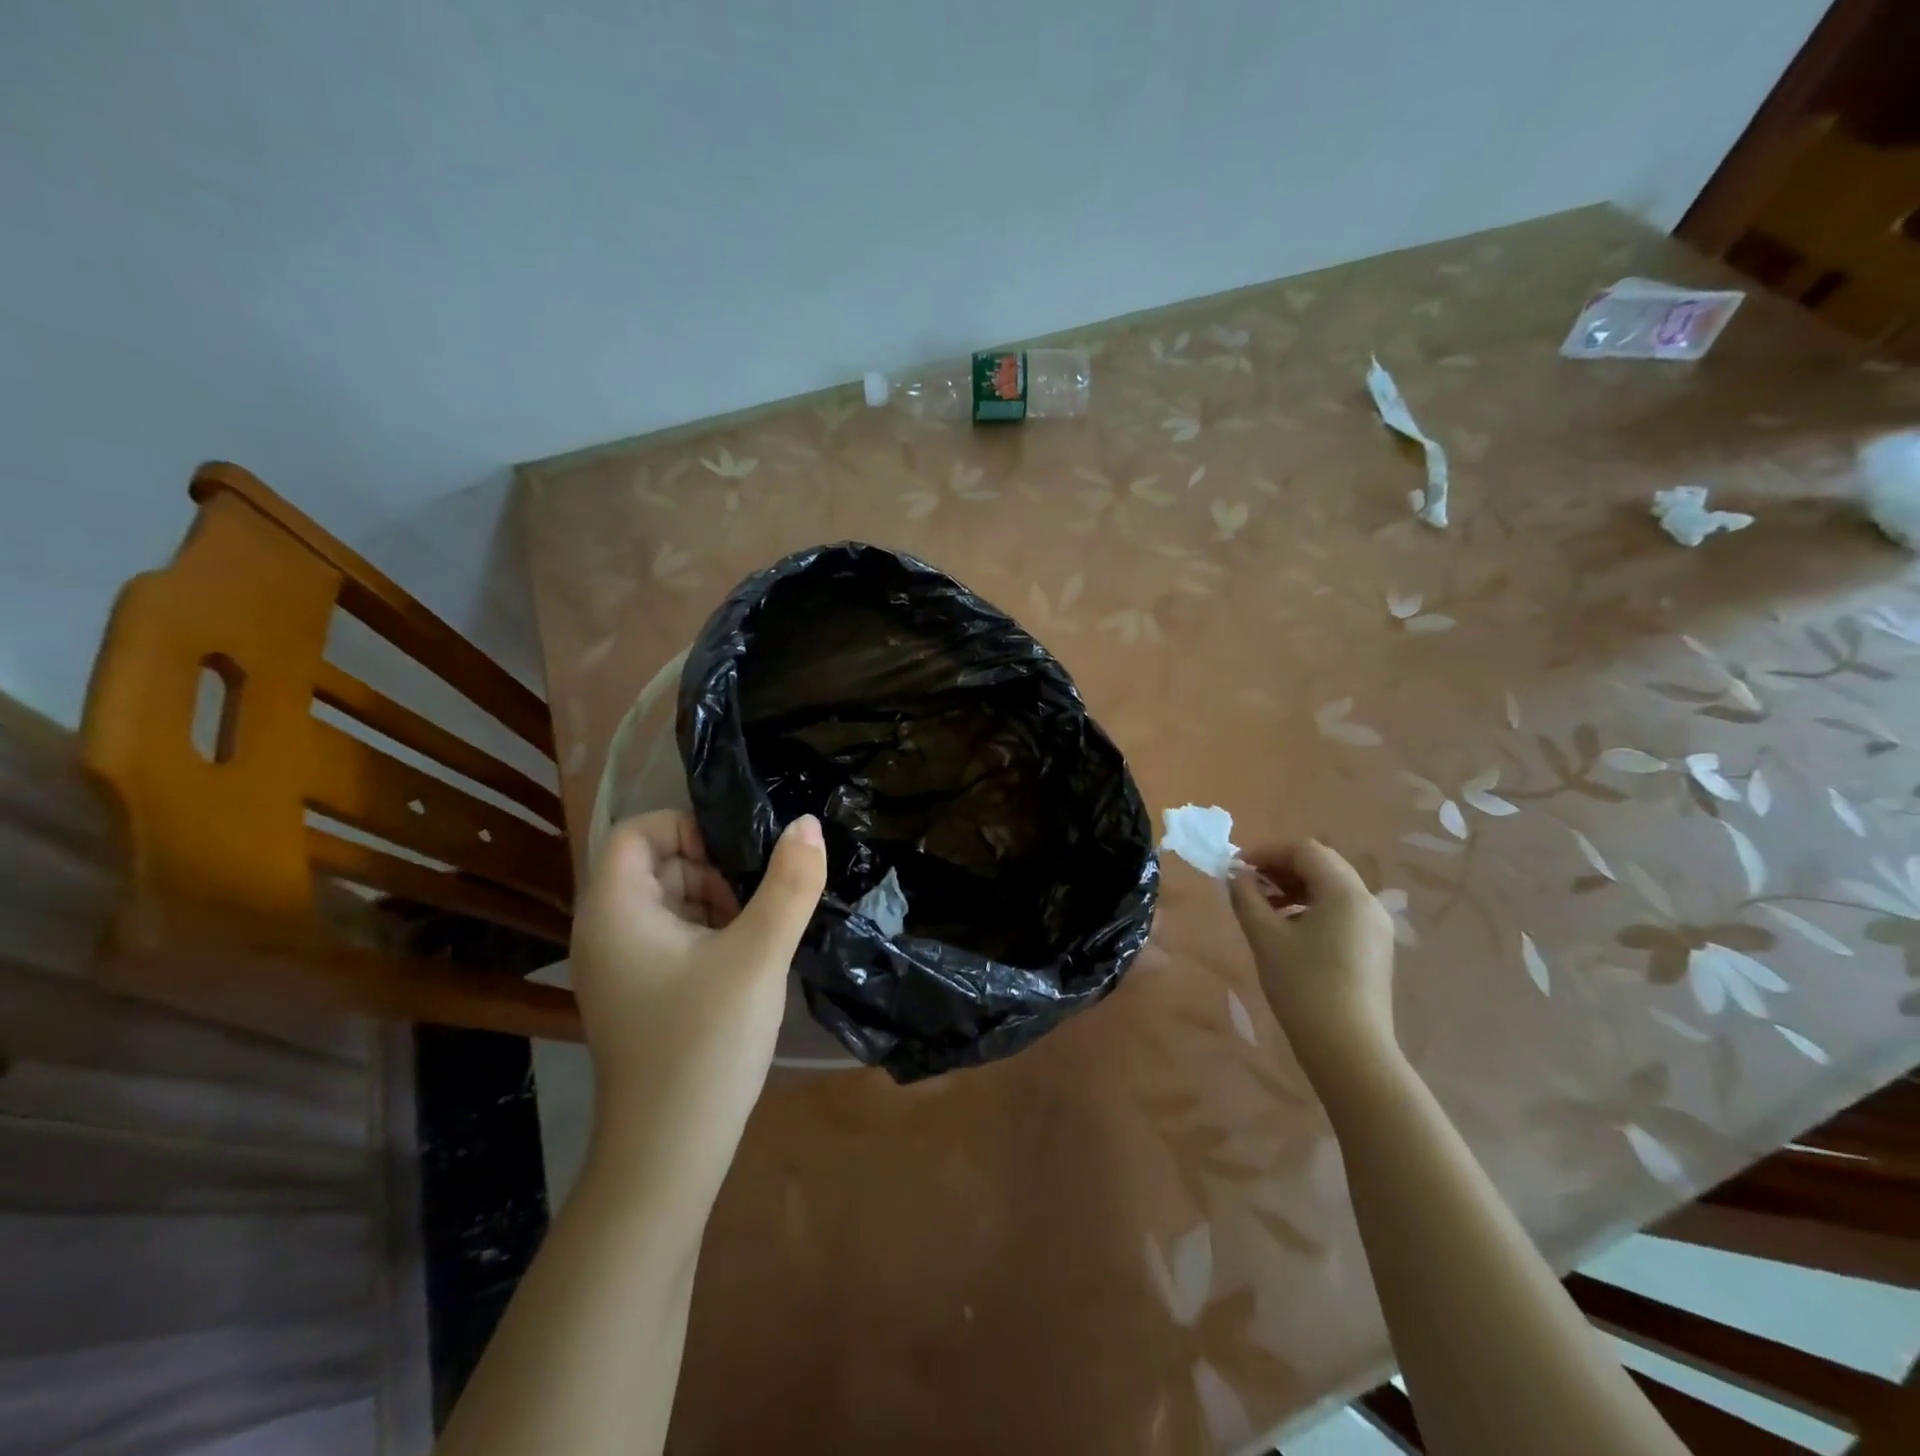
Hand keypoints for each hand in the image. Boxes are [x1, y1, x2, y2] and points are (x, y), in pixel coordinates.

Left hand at [569, 811, 826, 1202]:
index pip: (636, 831)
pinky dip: (709, 934)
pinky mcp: (638, 995)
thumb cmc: (705, 1043)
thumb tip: (807, 823)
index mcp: (615, 912)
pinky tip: (745, 962)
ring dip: (715, 902)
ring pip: (668, 902)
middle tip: (758, 899)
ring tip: (758, 932)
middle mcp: (605, 933)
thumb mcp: (759, 954)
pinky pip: (672, 938)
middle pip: (654, 865)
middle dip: (711, 869)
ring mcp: (619, 968)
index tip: (739, 856)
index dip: (687, 827)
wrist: (668, 1154)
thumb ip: (789, 884)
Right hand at [1228, 840, 1399, 1090]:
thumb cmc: (1304, 986)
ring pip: (1332, 888)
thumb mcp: (1265, 938)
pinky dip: (1312, 907)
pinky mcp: (1375, 948)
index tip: (1237, 867)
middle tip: (1248, 884)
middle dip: (1281, 868)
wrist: (1350, 1050)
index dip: (1267, 851)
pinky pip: (1341, 911)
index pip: (1304, 850)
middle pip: (1321, 865)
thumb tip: (1236, 875)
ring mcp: (1376, 926)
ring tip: (1264, 908)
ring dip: (1295, 887)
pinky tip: (1289, 930)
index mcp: (1344, 892)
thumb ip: (1246, 898)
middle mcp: (1367, 901)